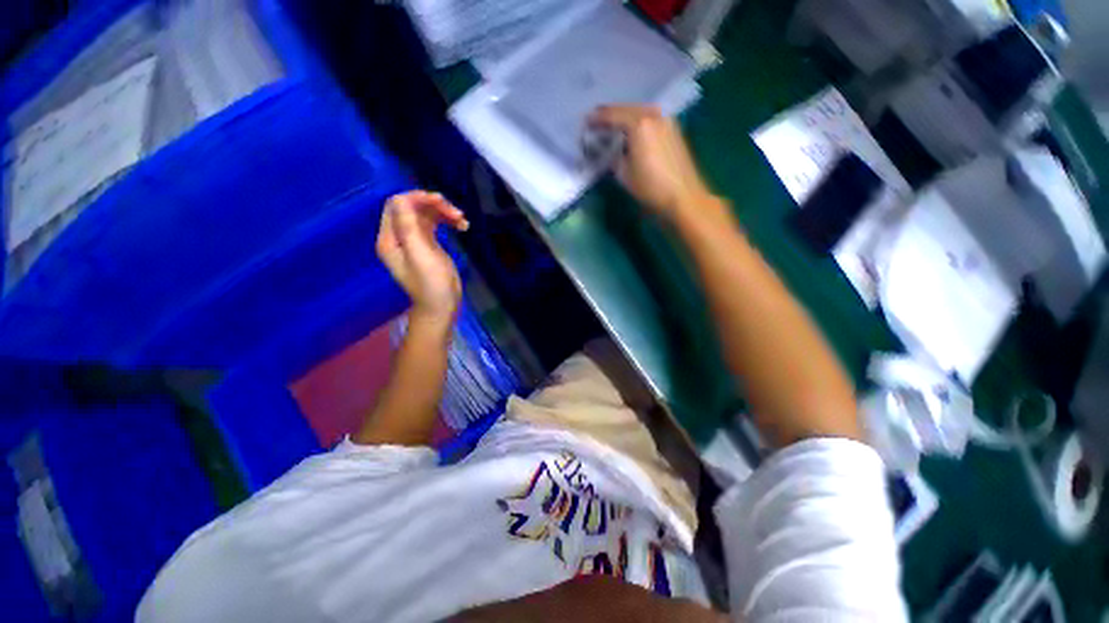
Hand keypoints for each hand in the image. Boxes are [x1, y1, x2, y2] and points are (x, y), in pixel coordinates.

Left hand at [377, 191, 468, 324]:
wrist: (442, 306)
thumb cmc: (431, 283)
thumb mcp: (420, 254)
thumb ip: (409, 226)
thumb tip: (402, 198)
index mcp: (390, 239)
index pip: (397, 206)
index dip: (416, 198)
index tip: (440, 201)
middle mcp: (399, 237)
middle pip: (412, 208)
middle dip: (433, 205)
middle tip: (455, 212)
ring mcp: (414, 240)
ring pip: (425, 215)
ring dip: (443, 213)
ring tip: (461, 219)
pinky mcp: (428, 244)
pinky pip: (435, 225)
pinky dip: (447, 222)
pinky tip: (462, 226)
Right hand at [589, 105, 715, 219]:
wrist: (682, 196)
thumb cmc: (650, 186)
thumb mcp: (623, 174)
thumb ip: (613, 156)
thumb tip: (608, 150)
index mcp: (639, 123)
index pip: (612, 115)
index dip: (597, 119)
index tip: (585, 123)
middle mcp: (653, 115)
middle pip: (627, 109)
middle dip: (610, 114)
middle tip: (596, 121)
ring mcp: (666, 121)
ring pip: (640, 112)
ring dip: (625, 116)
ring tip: (612, 125)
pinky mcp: (673, 130)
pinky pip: (650, 119)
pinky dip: (637, 121)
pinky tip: (632, 131)